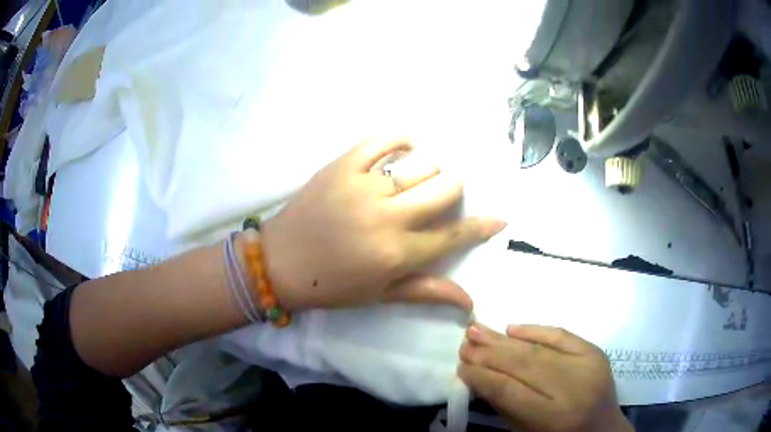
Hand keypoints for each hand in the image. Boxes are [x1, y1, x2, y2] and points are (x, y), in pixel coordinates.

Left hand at [260, 137, 505, 310]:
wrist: (279, 262)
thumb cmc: (331, 285)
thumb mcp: (381, 295)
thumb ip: (428, 291)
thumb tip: (470, 302)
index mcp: (397, 253)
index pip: (454, 235)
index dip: (482, 227)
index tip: (498, 218)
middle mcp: (387, 217)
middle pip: (445, 187)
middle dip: (453, 191)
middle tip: (439, 197)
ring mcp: (363, 186)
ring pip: (420, 163)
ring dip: (428, 170)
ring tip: (414, 179)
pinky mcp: (341, 165)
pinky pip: (381, 140)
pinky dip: (399, 139)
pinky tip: (403, 147)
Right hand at [459, 324, 632, 431]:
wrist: (602, 430)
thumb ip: (504, 406)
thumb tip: (479, 376)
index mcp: (552, 417)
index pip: (508, 390)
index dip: (482, 377)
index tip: (460, 366)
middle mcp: (572, 388)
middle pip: (524, 364)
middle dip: (490, 352)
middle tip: (465, 341)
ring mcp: (587, 366)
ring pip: (539, 349)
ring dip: (505, 340)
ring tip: (478, 330)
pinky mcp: (595, 352)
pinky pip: (563, 335)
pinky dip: (537, 330)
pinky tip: (513, 328)